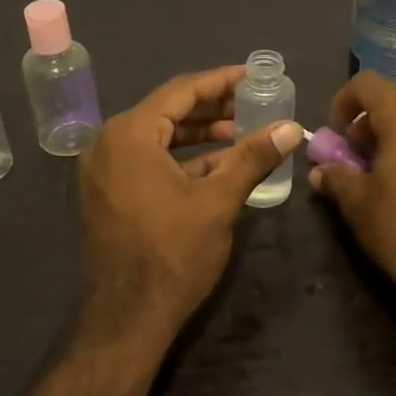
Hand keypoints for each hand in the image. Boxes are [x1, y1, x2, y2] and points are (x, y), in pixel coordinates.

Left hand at [78, 66, 302, 360]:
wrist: (126, 319)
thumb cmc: (172, 253)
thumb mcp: (218, 201)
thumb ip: (253, 157)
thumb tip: (292, 126)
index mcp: (130, 134)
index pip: (181, 91)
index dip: (221, 81)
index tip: (254, 76)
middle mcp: (109, 143)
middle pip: (167, 110)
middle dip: (212, 107)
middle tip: (253, 103)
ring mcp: (103, 170)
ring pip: (158, 136)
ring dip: (199, 133)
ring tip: (241, 132)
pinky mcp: (107, 193)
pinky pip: (147, 160)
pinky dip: (181, 158)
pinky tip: (217, 164)